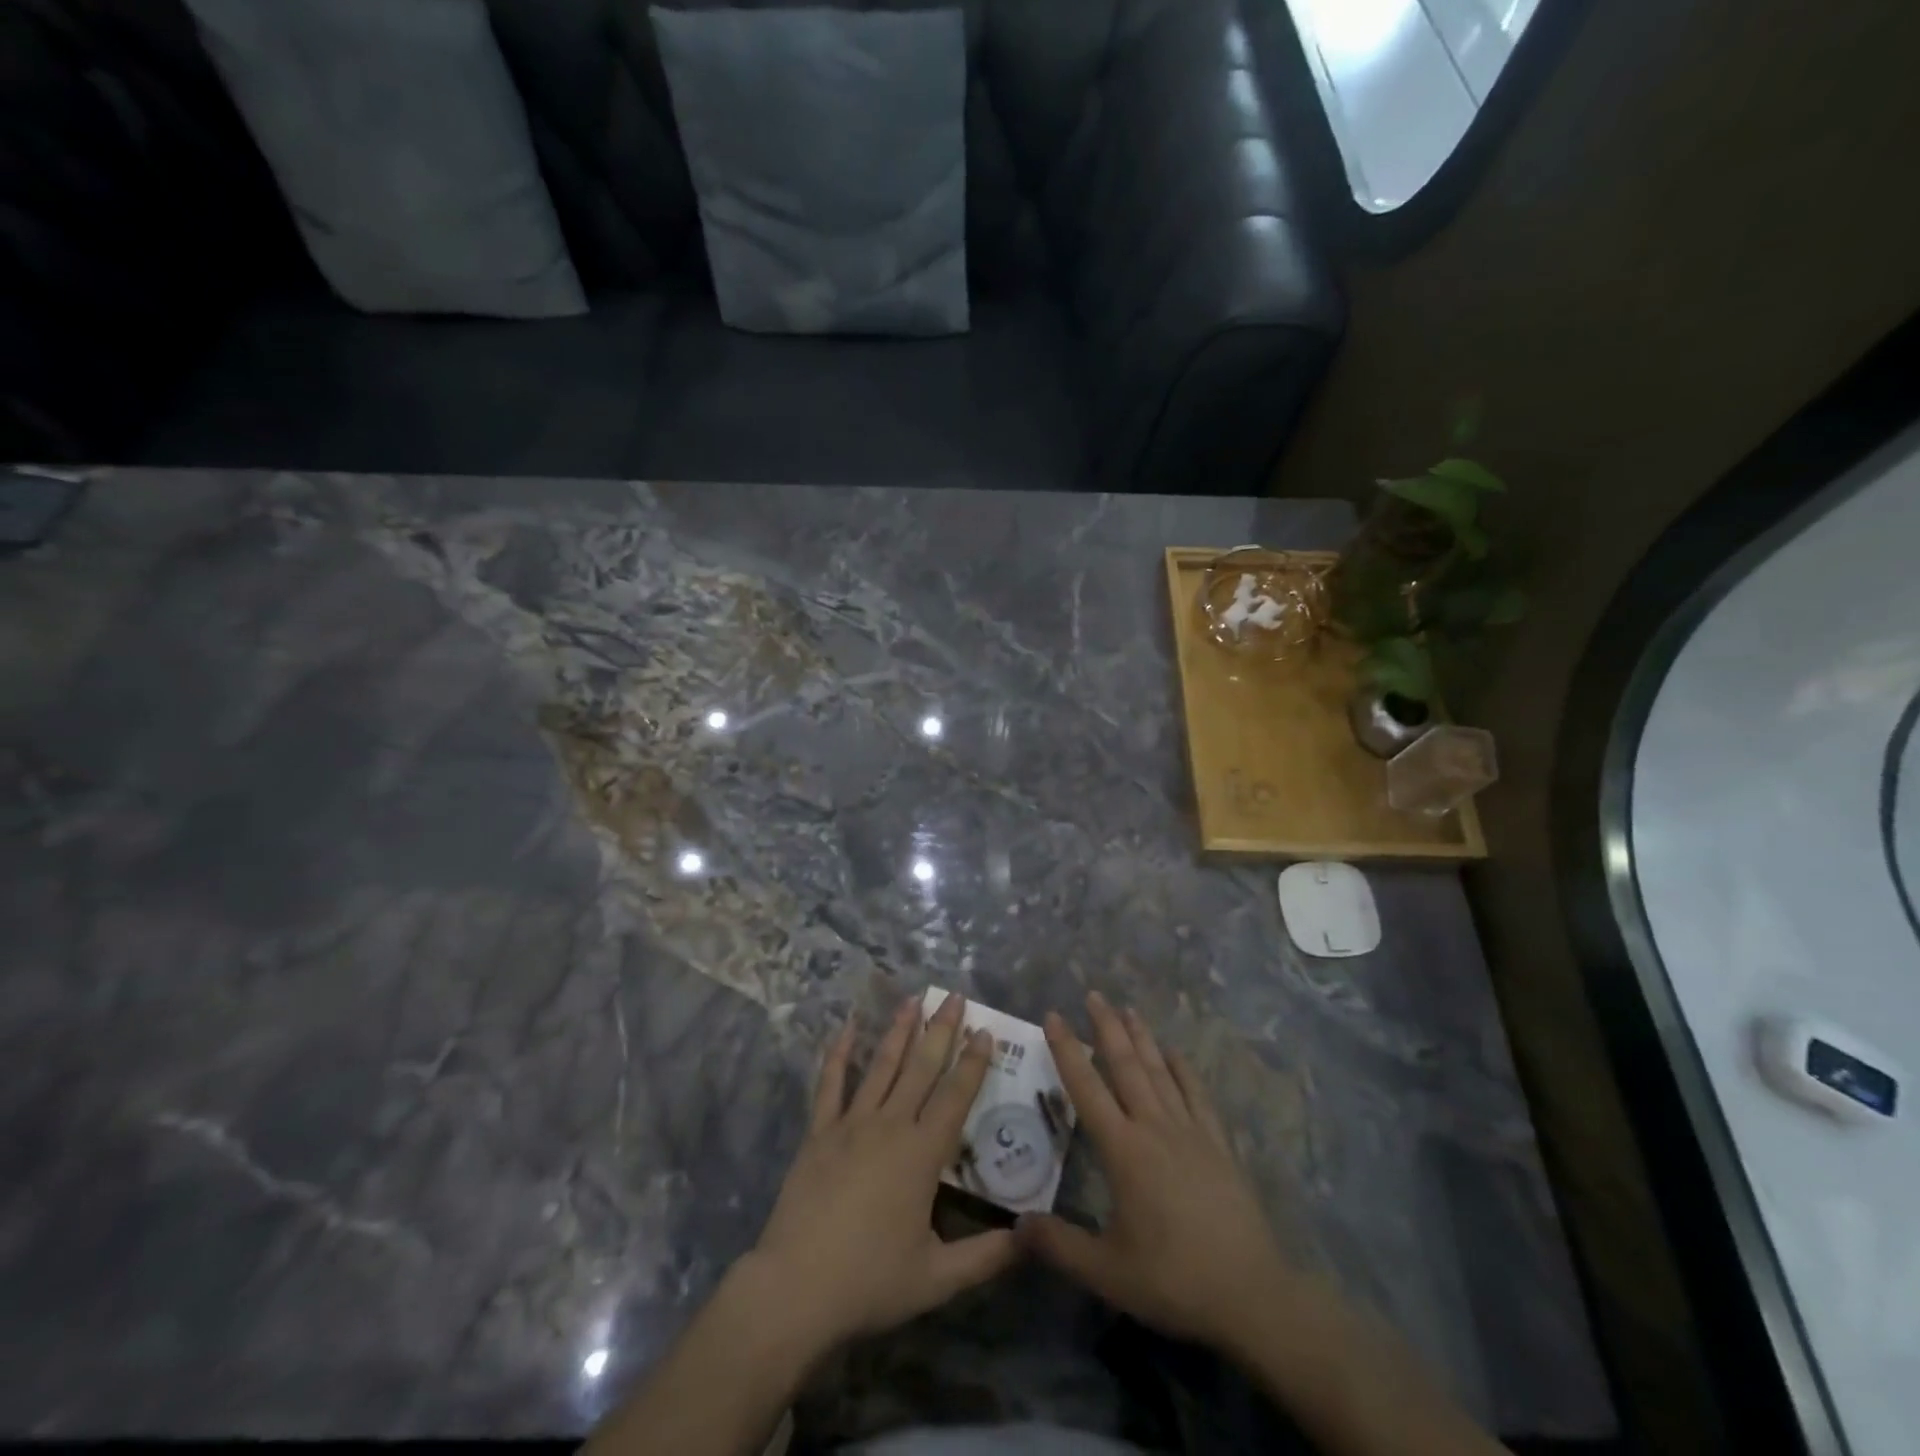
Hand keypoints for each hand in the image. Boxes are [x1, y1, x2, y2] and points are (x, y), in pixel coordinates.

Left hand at [746, 992, 1017, 1357]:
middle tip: (954, 997)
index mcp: (921, 1154)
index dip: (972, 1062)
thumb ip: (986, 1256)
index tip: (984, 1030)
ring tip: (913, 999)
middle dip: (941, 1030)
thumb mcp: (937, 1279)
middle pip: (922, 1068)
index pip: (955, 1096)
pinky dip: (839, 1053)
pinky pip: (830, 1084)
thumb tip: (1028, 1238)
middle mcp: (890, 1126)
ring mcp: (851, 1124)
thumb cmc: (870, 1281)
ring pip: (882, 1066)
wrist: (796, 1288)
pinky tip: (846, 1027)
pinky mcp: (819, 1132)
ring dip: (899, 1031)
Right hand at [1019, 992, 1294, 1355]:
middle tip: (1093, 993)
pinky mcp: (1218, 1144)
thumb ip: (1058, 1245)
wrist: (1251, 1293)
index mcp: (1123, 1150)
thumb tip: (1015, 1225)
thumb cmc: (1173, 1278)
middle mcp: (1154, 1127)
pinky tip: (1176, 1052)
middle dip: (1106, 1026)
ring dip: (1142, 1037)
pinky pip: (1197, 1095)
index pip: (1086, 1087)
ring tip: (1128, 1008)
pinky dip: (1184, 1069)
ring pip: (1160, 1072)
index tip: (1053, 1015)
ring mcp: (1190, 1131)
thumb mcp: (1107, 1271)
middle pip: (1126, 1065)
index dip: (1067, 1049)